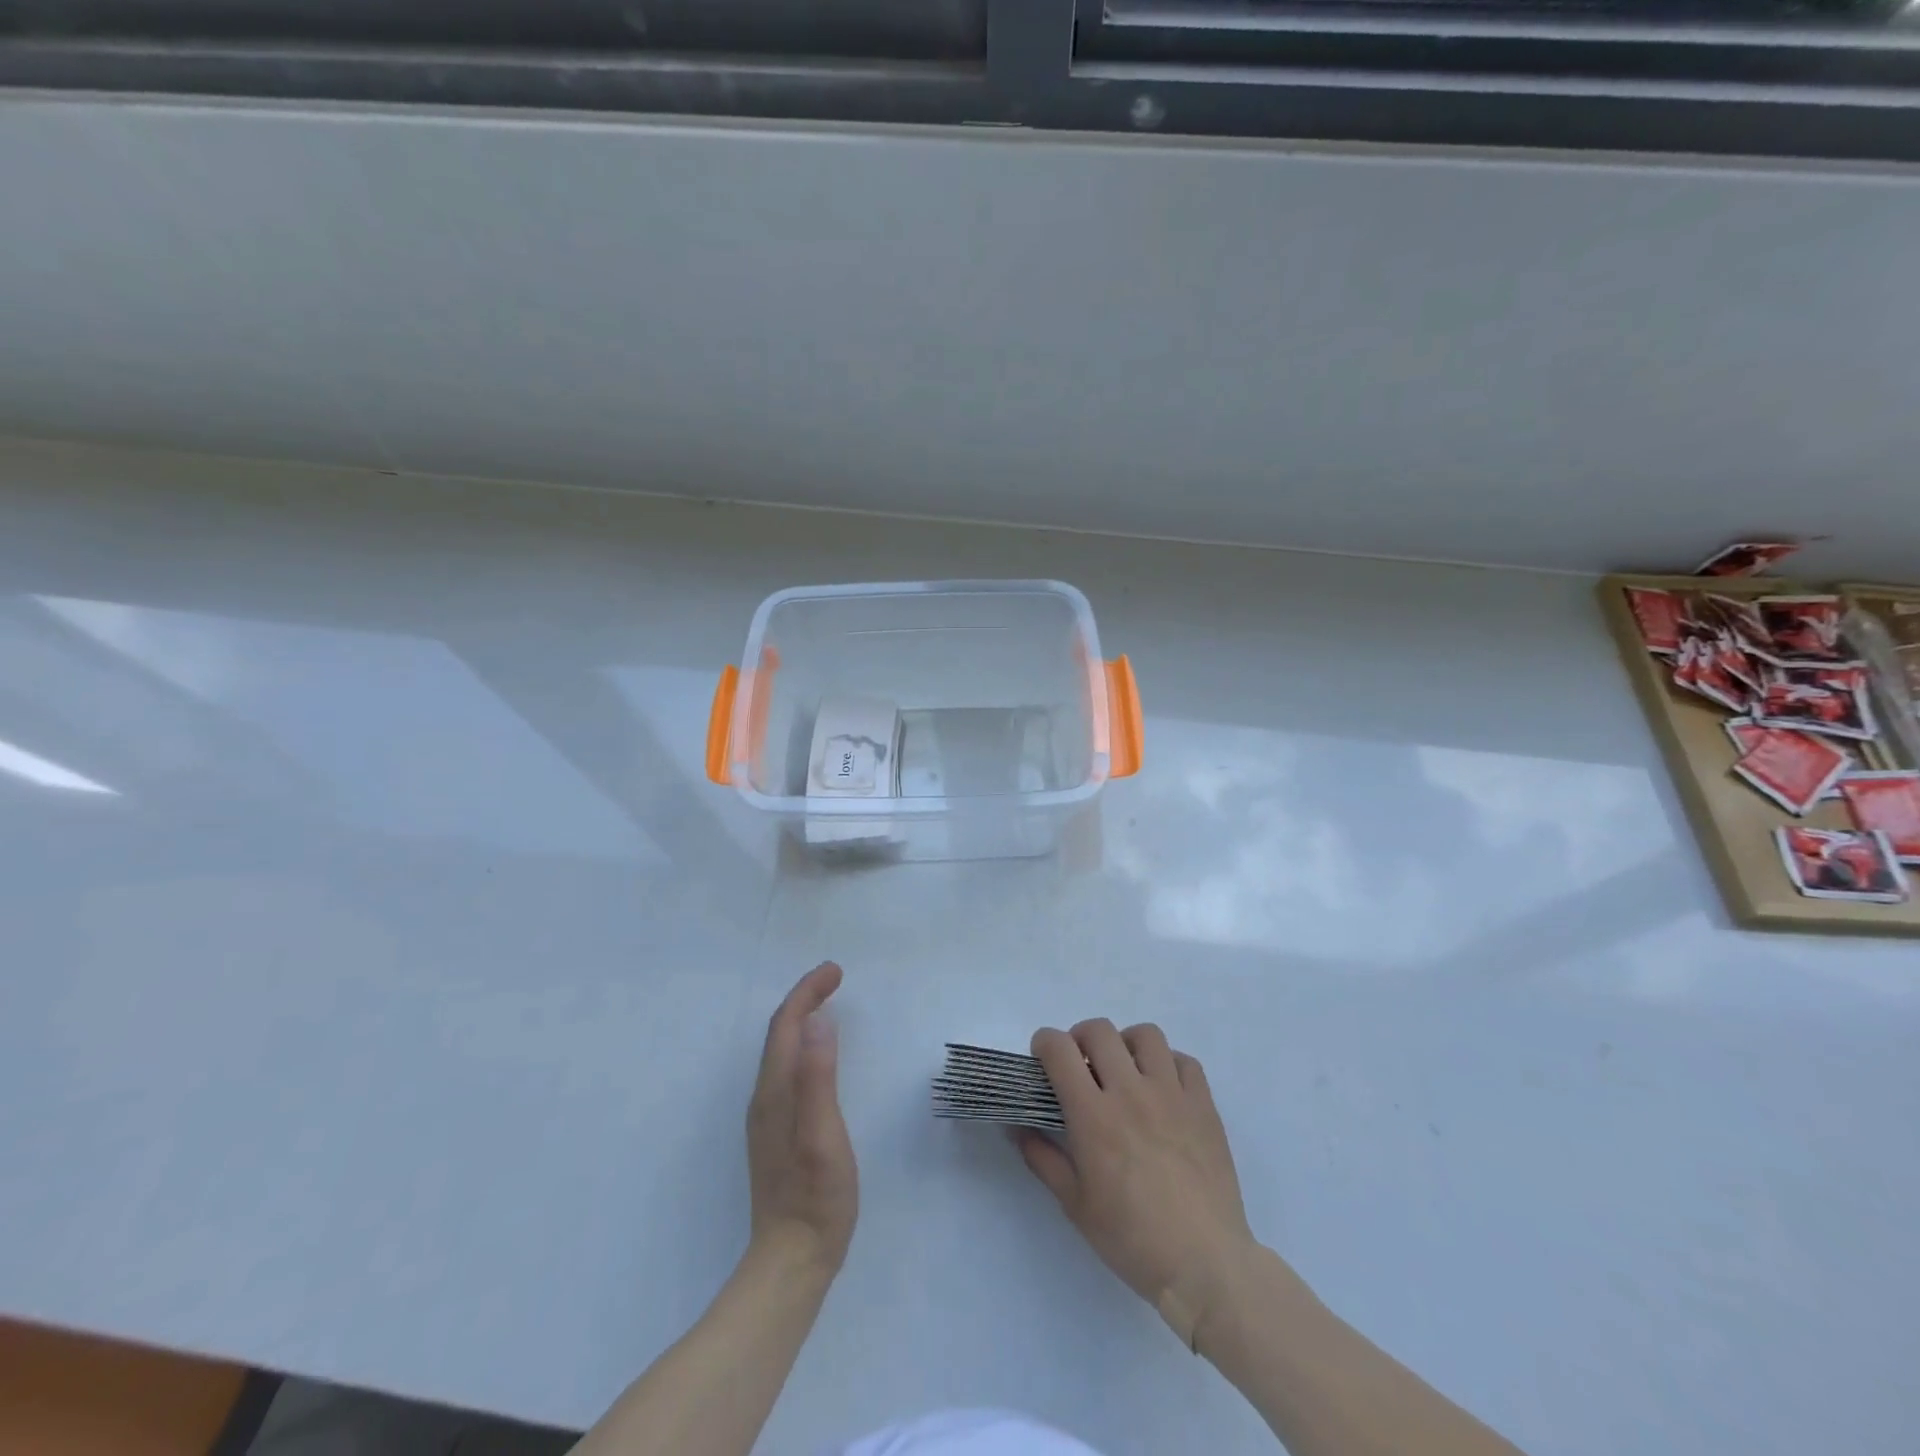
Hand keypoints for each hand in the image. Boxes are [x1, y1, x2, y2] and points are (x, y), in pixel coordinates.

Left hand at [745, 963, 857, 1276]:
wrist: (792, 1261)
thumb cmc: (816, 1198)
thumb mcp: (823, 1135)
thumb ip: (818, 1078)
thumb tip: (817, 1021)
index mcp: (776, 1091)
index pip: (786, 1025)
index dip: (807, 991)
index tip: (835, 970)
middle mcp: (765, 1096)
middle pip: (780, 1032)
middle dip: (804, 997)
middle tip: (834, 977)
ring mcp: (768, 1115)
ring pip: (781, 1049)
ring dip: (801, 1017)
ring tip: (826, 1001)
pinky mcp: (776, 1130)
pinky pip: (786, 1067)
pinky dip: (801, 1042)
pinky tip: (816, 1051)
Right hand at [1017, 1019, 1256, 1344]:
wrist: (1205, 1266)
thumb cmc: (1132, 1239)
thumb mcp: (1074, 1204)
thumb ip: (1041, 1157)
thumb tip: (1015, 1126)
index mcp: (1093, 1115)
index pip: (1059, 1050)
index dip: (1044, 1043)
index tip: (1043, 1059)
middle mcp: (1131, 1092)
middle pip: (1099, 1031)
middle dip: (1080, 1038)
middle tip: (1081, 1066)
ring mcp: (1172, 1095)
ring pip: (1145, 1035)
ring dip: (1126, 1044)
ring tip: (1124, 1070)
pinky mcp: (1204, 1106)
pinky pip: (1185, 1061)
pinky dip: (1168, 1064)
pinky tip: (1162, 1089)